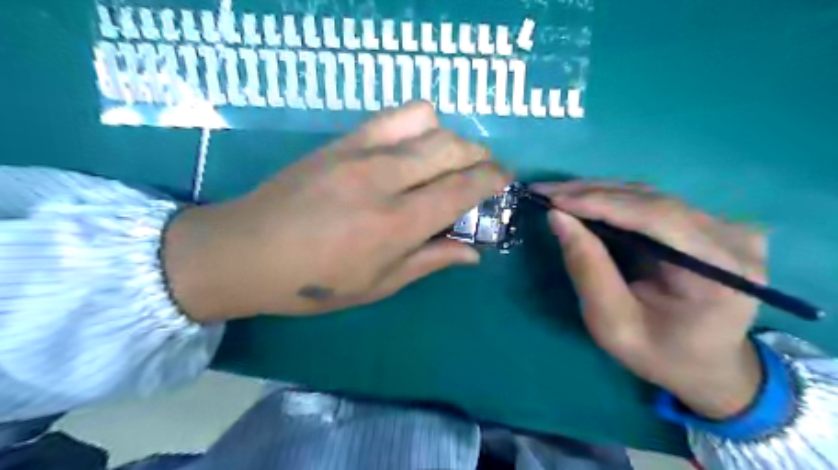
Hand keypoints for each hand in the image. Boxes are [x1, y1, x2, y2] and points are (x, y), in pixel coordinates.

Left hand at [160, 101, 506, 322]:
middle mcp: (386, 180)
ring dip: (451, 137)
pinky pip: (393, 115)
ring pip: (428, 123)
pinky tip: (414, 145)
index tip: (505, 179)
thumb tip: (473, 253)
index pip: (463, 187)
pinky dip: (419, 123)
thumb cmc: (314, 282)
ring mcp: (361, 152)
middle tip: (483, 171)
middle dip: (480, 155)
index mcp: (398, 224)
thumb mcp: (379, 285)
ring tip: (449, 157)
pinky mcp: (342, 140)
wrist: (246, 251)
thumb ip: (431, 262)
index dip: (493, 178)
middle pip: (453, 148)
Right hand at [537, 180, 763, 418]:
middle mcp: (732, 238)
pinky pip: (652, 203)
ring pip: (649, 196)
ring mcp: (726, 226)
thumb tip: (557, 216)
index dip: (600, 203)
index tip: (553, 200)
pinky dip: (612, 201)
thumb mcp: (612, 323)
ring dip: (597, 193)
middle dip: (590, 194)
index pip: (657, 218)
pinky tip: (583, 201)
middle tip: (544, 192)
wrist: (706, 365)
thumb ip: (587, 269)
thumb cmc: (659, 354)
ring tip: (556, 195)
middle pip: (652, 200)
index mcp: (719, 272)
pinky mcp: (711, 224)